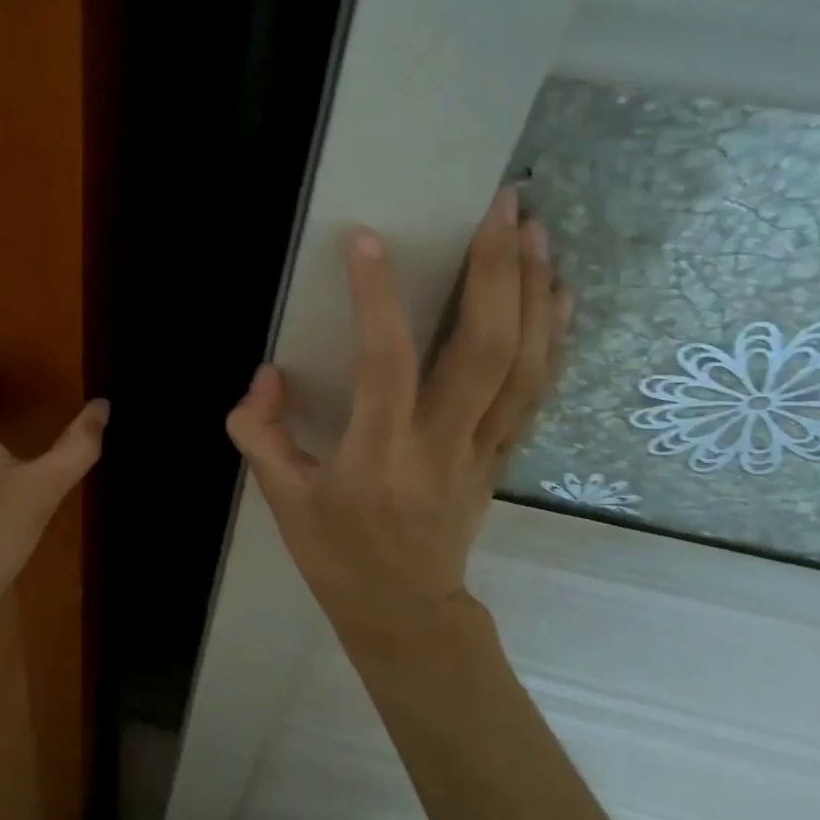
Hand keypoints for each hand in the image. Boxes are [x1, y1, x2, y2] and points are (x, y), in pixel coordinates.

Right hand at [226, 187, 568, 657]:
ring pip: (525, 365)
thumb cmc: (336, 555)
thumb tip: (268, 372)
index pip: (385, 363)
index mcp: (377, 455)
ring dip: (534, 291)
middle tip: (502, 207)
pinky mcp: (502, 455)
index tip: (367, 239)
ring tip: (535, 229)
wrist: (406, 613)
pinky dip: (554, 336)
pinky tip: (559, 292)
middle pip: (485, 351)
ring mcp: (483, 449)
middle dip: (497, 272)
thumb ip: (260, 431)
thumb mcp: (279, 498)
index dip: (376, 297)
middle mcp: (441, 444)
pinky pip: (537, 390)